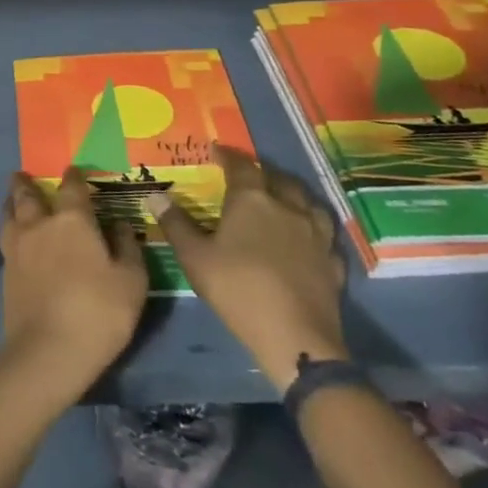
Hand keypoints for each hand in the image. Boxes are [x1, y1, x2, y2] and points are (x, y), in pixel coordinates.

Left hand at [0, 168, 148, 406]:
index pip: (72, 188)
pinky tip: (14, 232)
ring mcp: (18, 246)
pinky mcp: (6, 268)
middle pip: (29, 194)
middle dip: (27, 183)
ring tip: (13, 195)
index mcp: (73, 220)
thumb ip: (127, 247)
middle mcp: (40, 224)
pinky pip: (5, 234)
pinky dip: (9, 224)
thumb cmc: (98, 313)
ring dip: (12, 199)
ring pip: (10, 211)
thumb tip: (120, 224)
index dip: (74, 177)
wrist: (47, 351)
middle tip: (23, 174)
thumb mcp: (131, 282)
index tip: (73, 170)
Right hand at [148, 145, 346, 391]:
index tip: (217, 150)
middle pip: (279, 179)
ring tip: (282, 199)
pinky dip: (313, 229)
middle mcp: (287, 208)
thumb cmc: (237, 289)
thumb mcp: (195, 257)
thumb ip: (175, 223)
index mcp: (252, 200)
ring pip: (308, 202)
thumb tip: (154, 194)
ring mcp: (315, 235)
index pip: (241, 166)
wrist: (295, 338)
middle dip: (262, 172)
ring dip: (293, 195)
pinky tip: (307, 238)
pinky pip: (324, 235)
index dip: (228, 155)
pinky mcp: (333, 262)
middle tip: (248, 175)